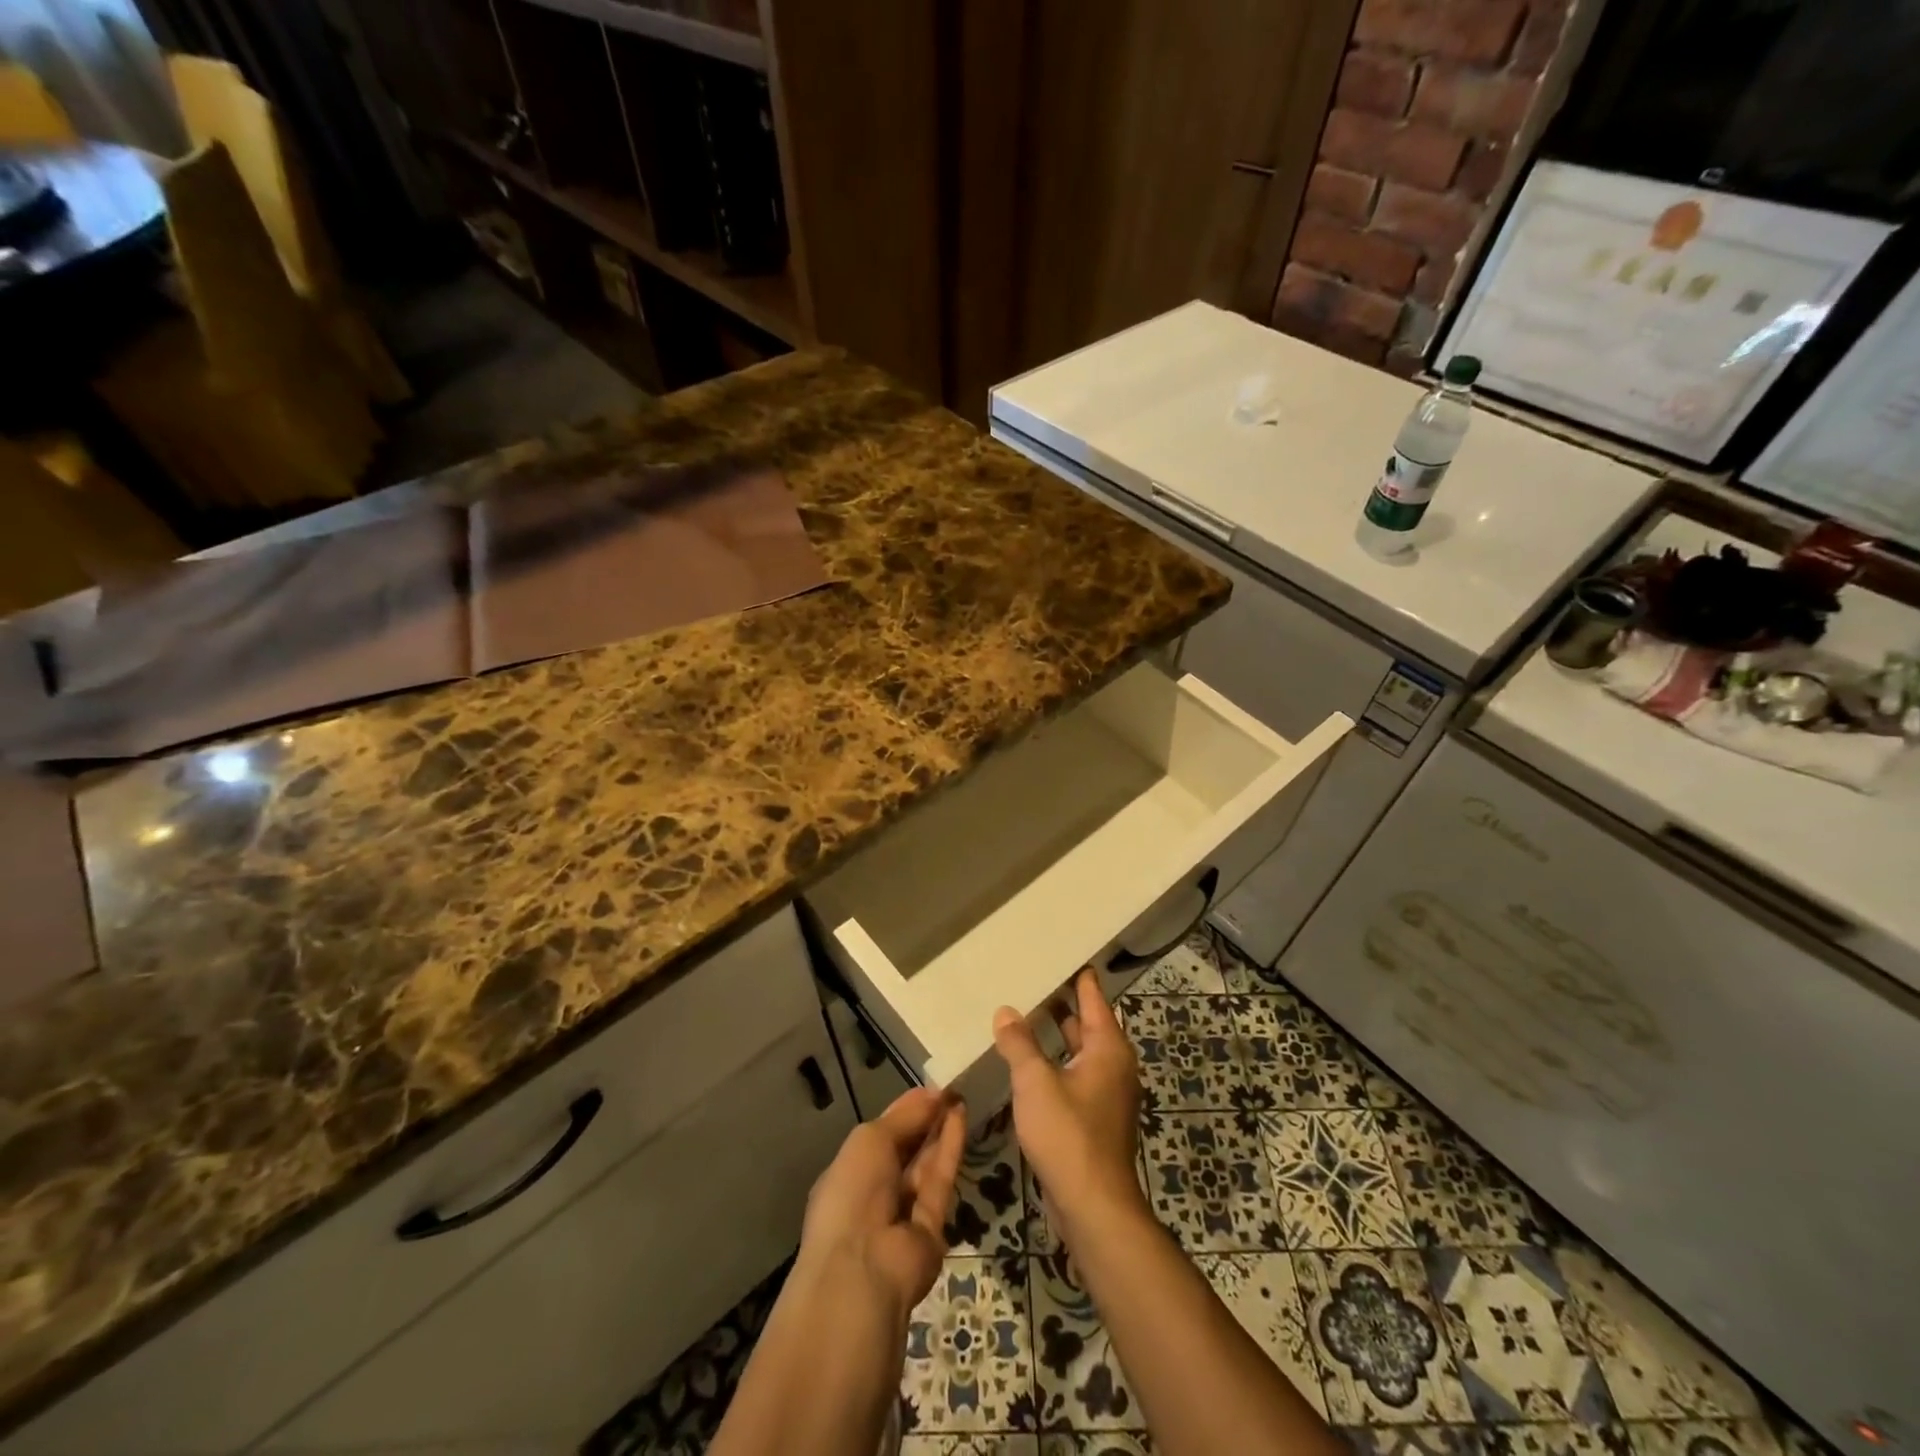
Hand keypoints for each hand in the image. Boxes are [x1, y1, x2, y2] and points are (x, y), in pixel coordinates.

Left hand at [795, 1087, 965, 1323]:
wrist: (863, 1271)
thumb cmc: (852, 1194)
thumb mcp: (870, 1141)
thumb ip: (905, 1117)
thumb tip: (935, 1095)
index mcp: (850, 1173)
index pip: (881, 1134)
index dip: (905, 1110)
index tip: (932, 1086)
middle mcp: (875, 1192)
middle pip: (906, 1148)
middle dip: (926, 1118)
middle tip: (951, 1088)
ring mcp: (904, 1213)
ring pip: (926, 1164)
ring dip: (940, 1129)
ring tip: (960, 1095)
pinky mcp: (932, 1228)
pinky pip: (940, 1180)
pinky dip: (950, 1148)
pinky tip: (961, 1116)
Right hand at [992, 967, 1144, 1242]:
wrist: (1095, 1208)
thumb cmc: (1069, 1136)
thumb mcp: (1036, 1083)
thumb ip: (1020, 1044)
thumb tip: (1006, 1011)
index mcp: (1107, 1047)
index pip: (1092, 996)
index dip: (1077, 973)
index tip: (1059, 951)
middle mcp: (1113, 1064)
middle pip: (1086, 1022)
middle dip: (1060, 1002)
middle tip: (1030, 978)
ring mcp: (1106, 1093)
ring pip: (1078, 1051)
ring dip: (1054, 1035)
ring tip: (1021, 1015)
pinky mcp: (1095, 1118)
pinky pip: (1074, 1075)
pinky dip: (1054, 1063)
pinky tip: (1027, 1063)